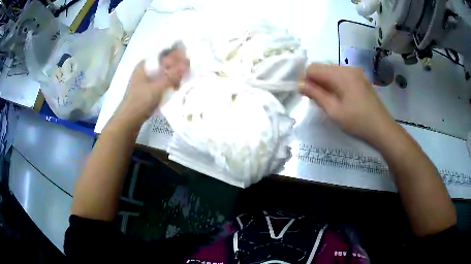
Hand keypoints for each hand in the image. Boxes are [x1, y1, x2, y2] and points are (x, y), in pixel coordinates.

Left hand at [116, 55, 186, 126]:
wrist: (129, 120)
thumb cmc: (141, 101)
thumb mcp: (157, 87)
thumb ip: (172, 76)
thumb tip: (187, 65)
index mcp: (144, 65)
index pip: (162, 55)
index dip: (176, 55)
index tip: (188, 58)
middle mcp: (144, 71)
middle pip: (163, 65)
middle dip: (176, 66)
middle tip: (189, 69)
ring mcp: (145, 81)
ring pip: (163, 75)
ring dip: (174, 76)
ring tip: (186, 78)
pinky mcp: (148, 91)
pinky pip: (161, 84)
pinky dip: (169, 84)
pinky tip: (178, 87)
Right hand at [299, 63, 396, 142]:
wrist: (382, 128)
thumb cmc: (357, 122)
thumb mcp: (334, 111)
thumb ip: (315, 94)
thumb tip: (299, 84)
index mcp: (341, 74)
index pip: (313, 68)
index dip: (305, 79)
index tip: (304, 94)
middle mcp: (348, 68)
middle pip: (323, 67)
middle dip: (315, 80)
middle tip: (316, 99)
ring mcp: (356, 72)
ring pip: (331, 70)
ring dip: (325, 81)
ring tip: (328, 99)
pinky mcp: (360, 77)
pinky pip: (341, 74)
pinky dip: (335, 82)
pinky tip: (339, 96)